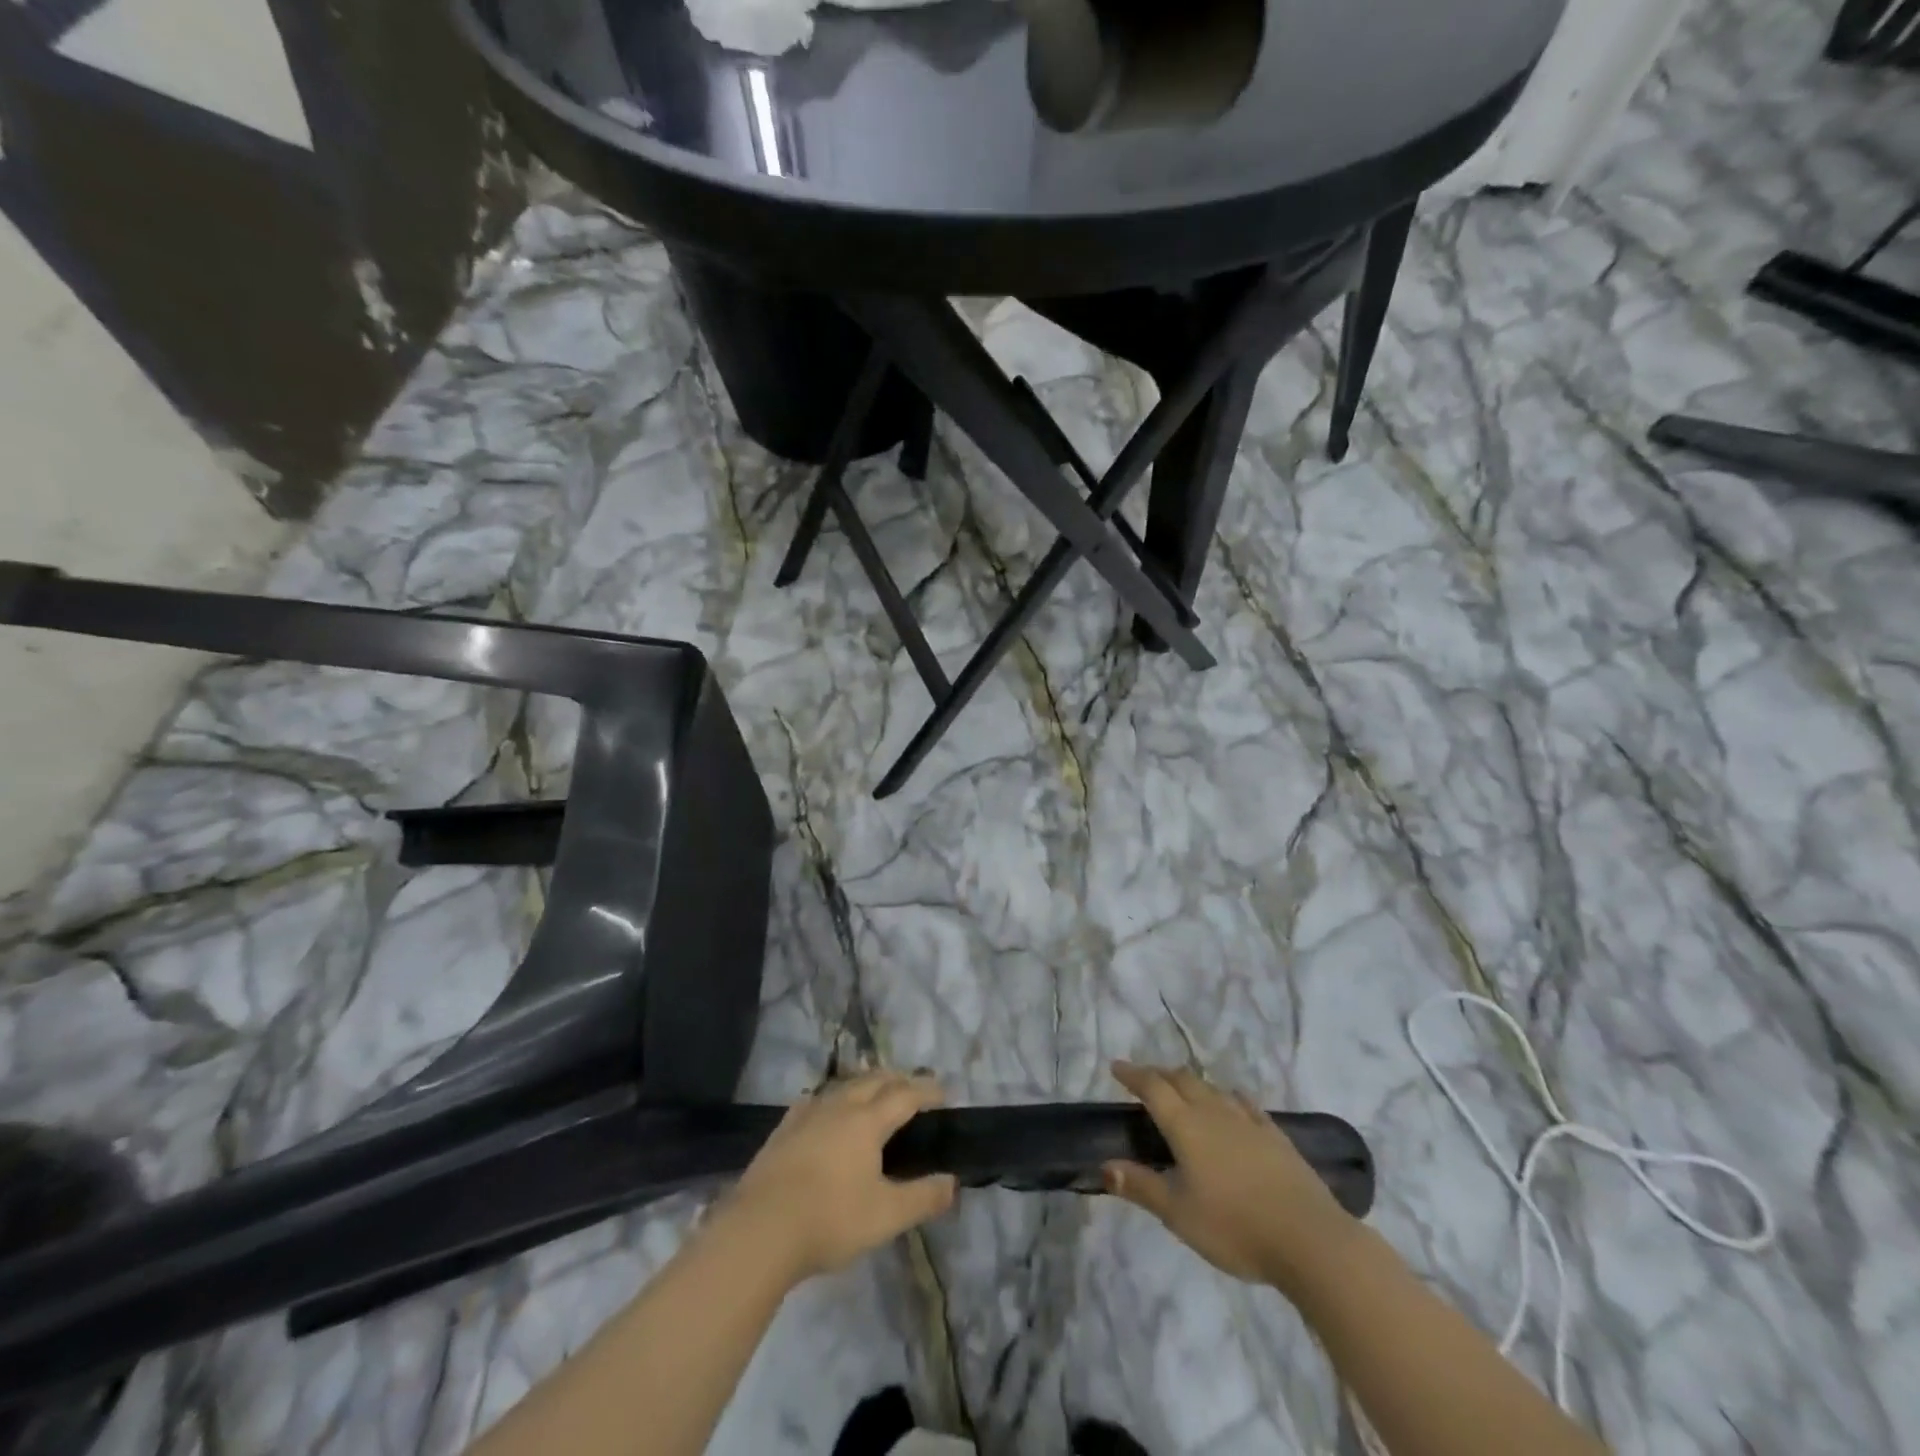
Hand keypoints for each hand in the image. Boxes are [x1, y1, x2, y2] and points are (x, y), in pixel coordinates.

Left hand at [716, 1071, 957, 1284]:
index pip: (905, 1094)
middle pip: (874, 1080)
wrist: (759, 1230)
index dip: (926, 1090)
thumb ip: (922, 1197)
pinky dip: (834, 1097)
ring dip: (866, 1084)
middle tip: (914, 1089)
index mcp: (867, 1121)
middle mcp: (839, 1106)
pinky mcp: (784, 1129)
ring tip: (876, 1094)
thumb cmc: (829, 1220)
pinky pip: (817, 1099)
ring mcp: (808, 1114)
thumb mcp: (886, 1216)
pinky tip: (828, 1109)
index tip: (943, 1092)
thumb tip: (952, 1181)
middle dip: (898, 1079)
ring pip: (844, 1085)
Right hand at [1103, 1061, 1355, 1289]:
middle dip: (1159, 1074)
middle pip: (1182, 1080)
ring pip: (1212, 1088)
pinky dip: (1229, 1096)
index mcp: (1185, 1126)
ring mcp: (1248, 1121)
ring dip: (1191, 1082)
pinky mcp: (1275, 1135)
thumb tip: (1104, 1166)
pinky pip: (1245, 1104)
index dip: (1133, 1075)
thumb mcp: (1178, 1213)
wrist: (1309, 1239)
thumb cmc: (1234, 1227)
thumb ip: (1140, 1186)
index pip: (1152, 1088)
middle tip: (1145, 1078)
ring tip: (1182, 1087)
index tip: (1116, 1066)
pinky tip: (1232, 1100)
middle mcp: (1214, 1112)